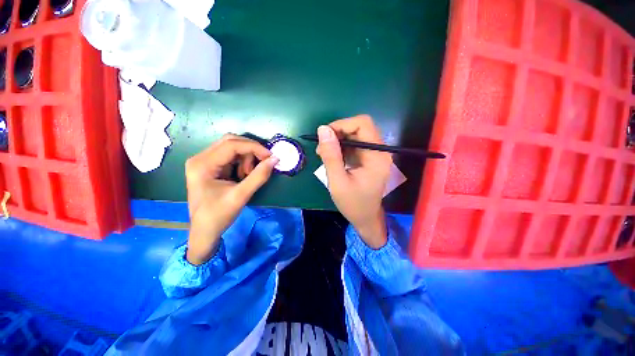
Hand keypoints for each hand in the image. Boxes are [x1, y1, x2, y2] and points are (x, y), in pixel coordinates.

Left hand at [185, 134, 278, 264]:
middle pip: (231, 142)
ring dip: (247, 158)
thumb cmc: (219, 215)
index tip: (270, 157)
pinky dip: (242, 163)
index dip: (254, 148)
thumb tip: (275, 159)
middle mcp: (200, 158)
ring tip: (249, 175)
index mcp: (202, 164)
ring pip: (232, 148)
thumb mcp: (241, 196)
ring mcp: (204, 161)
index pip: (231, 145)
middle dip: (250, 151)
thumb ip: (259, 176)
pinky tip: (244, 175)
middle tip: (262, 164)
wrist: (204, 231)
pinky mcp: (210, 166)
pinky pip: (231, 156)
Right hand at [316, 115, 391, 248]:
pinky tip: (332, 157)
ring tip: (323, 153)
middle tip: (322, 147)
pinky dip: (341, 147)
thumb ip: (331, 155)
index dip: (342, 124)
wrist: (365, 218)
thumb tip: (323, 129)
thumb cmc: (353, 204)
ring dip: (338, 140)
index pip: (363, 124)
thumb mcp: (338, 181)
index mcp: (376, 156)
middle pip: (360, 127)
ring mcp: (375, 155)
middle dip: (338, 132)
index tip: (324, 136)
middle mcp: (380, 151)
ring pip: (355, 135)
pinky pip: (354, 144)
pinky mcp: (369, 158)